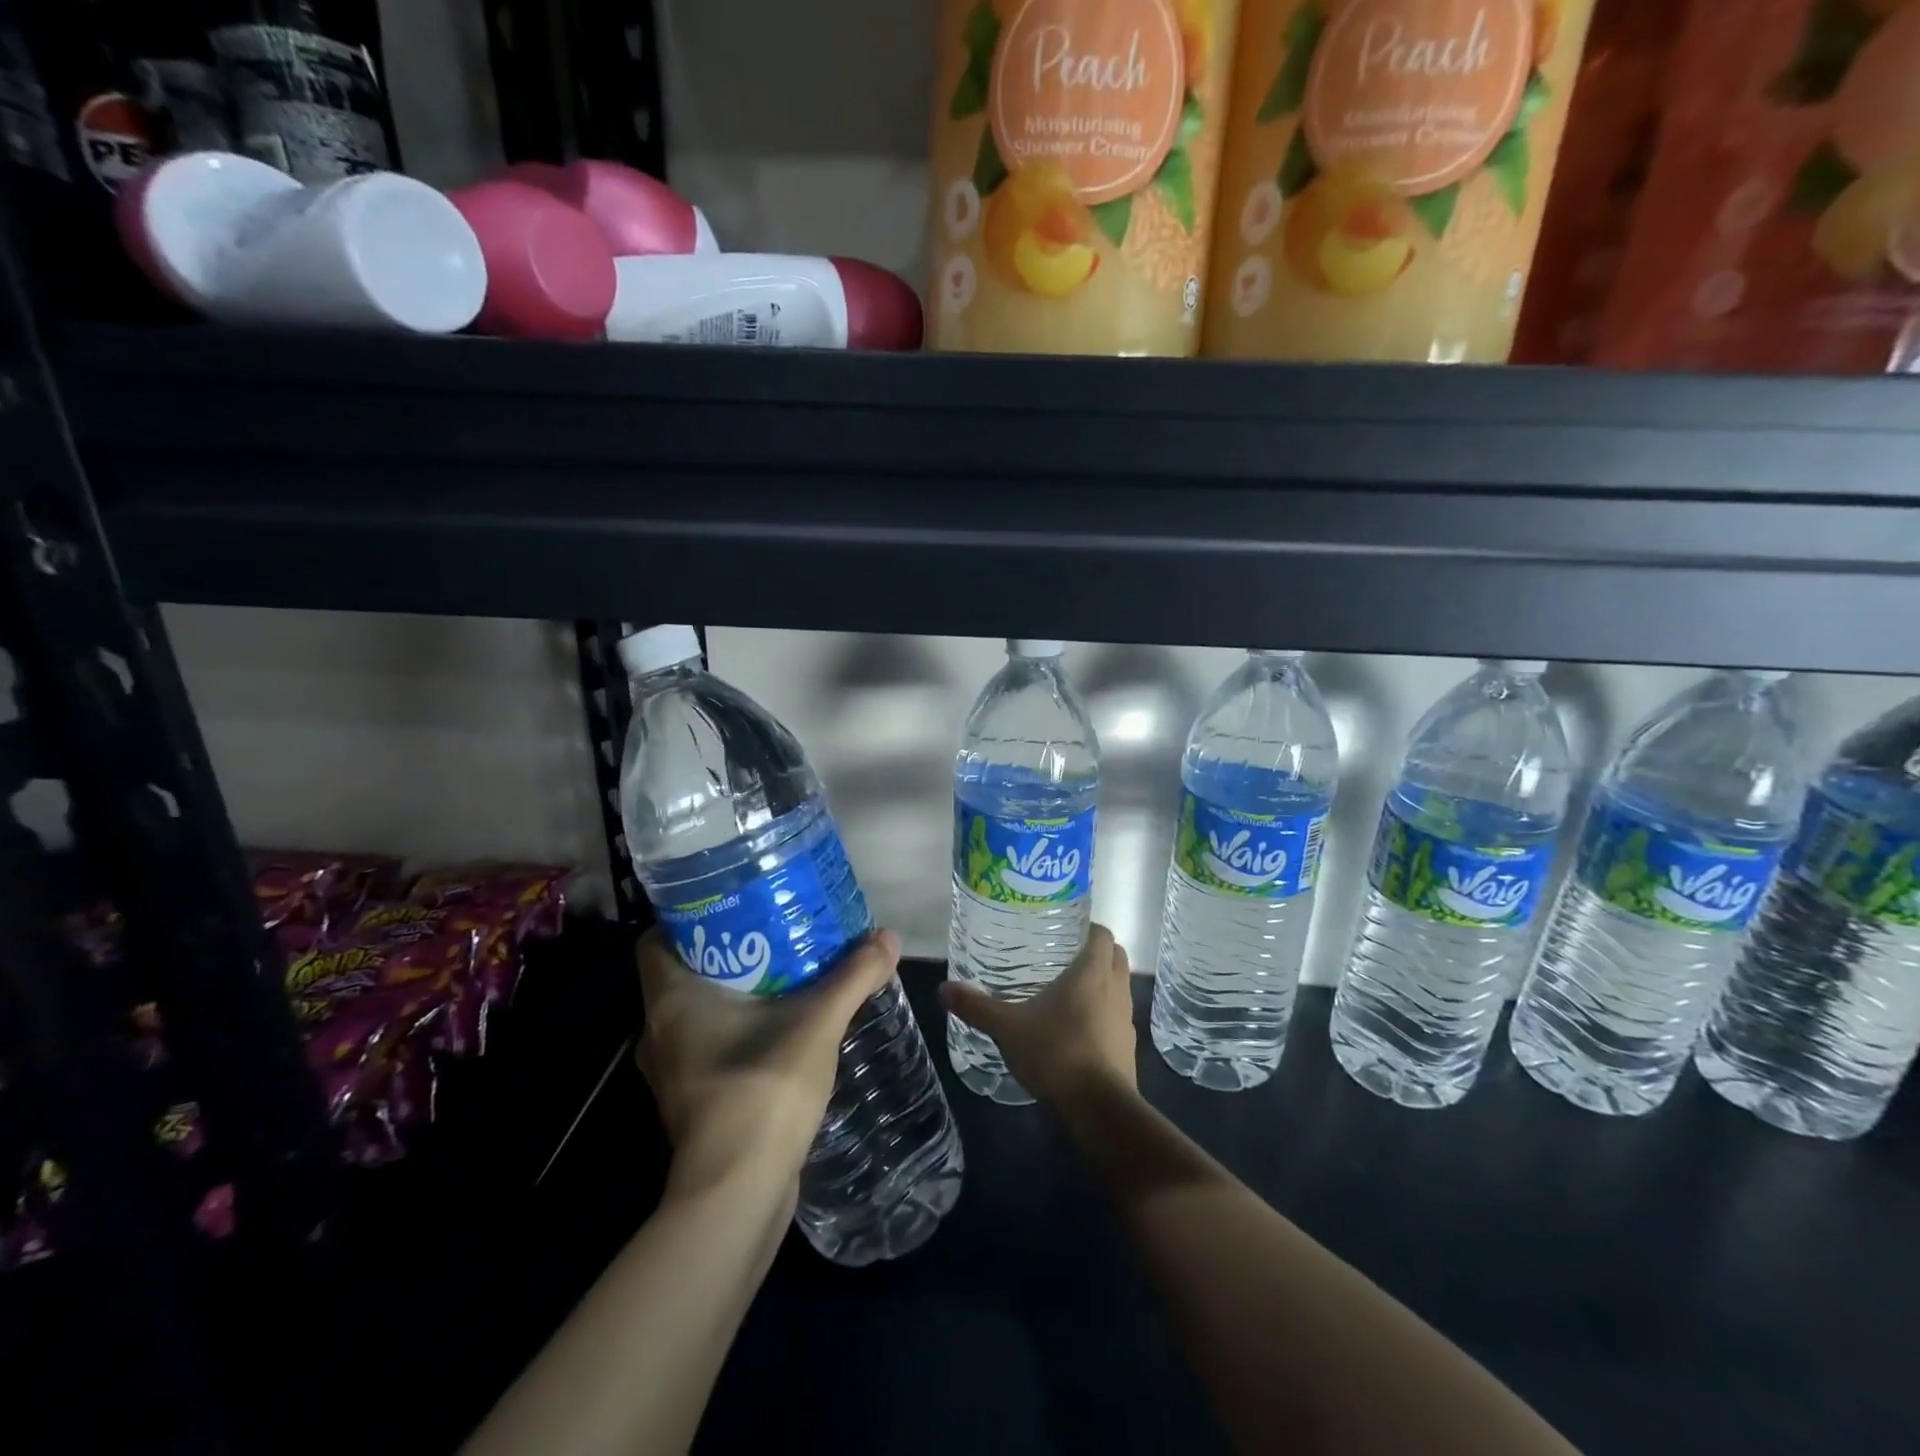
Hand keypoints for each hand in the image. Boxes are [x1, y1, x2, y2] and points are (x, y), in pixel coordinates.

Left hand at [636, 926, 899, 1197]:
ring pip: (694, 1013)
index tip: (731, 905)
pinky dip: (734, 1031)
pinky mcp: (690, 1102)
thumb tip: (888, 937)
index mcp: (670, 1000)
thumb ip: (853, 977)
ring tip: (781, 975)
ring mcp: (671, 1072)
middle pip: (681, 973)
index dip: (688, 917)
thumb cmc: (762, 1090)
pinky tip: (778, 1029)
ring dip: (731, 994)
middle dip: (723, 951)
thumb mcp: (818, 1023)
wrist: (737, 1194)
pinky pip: (706, 1048)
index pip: (656, 939)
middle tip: (770, 932)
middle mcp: (658, 1032)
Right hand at [938, 924, 1135, 1106]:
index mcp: (1092, 972)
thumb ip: (976, 1006)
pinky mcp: (1128, 1047)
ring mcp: (1126, 1019)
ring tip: (1068, 992)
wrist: (1097, 1108)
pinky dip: (1104, 1015)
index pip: (1103, 934)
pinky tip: (1078, 1029)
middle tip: (1065, 957)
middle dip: (1097, 953)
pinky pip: (1118, 1018)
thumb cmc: (1055, 1052)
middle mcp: (1116, 988)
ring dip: (1103, 984)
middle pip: (1116, 956)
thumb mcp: (1007, 1027)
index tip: (1066, 931)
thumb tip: (942, 989)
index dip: (1089, 928)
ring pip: (1119, 987)